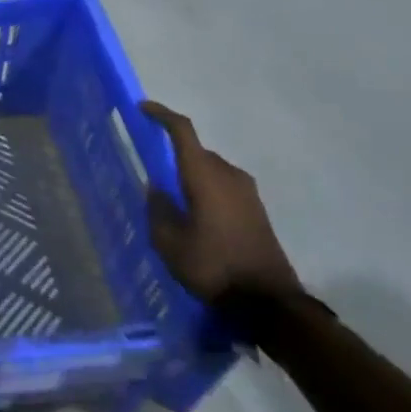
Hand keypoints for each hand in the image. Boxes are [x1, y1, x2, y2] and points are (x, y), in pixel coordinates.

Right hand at [141, 102, 300, 304]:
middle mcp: (228, 175)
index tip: (142, 108)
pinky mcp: (257, 210)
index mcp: (204, 176)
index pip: (183, 131)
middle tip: (151, 170)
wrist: (268, 303)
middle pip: (197, 151)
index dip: (161, 115)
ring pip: (211, 169)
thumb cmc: (212, 267)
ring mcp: (247, 192)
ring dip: (191, 175)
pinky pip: (224, 186)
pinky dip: (206, 190)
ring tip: (172, 199)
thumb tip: (157, 188)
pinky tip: (195, 215)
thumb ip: (158, 209)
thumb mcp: (169, 242)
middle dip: (173, 154)